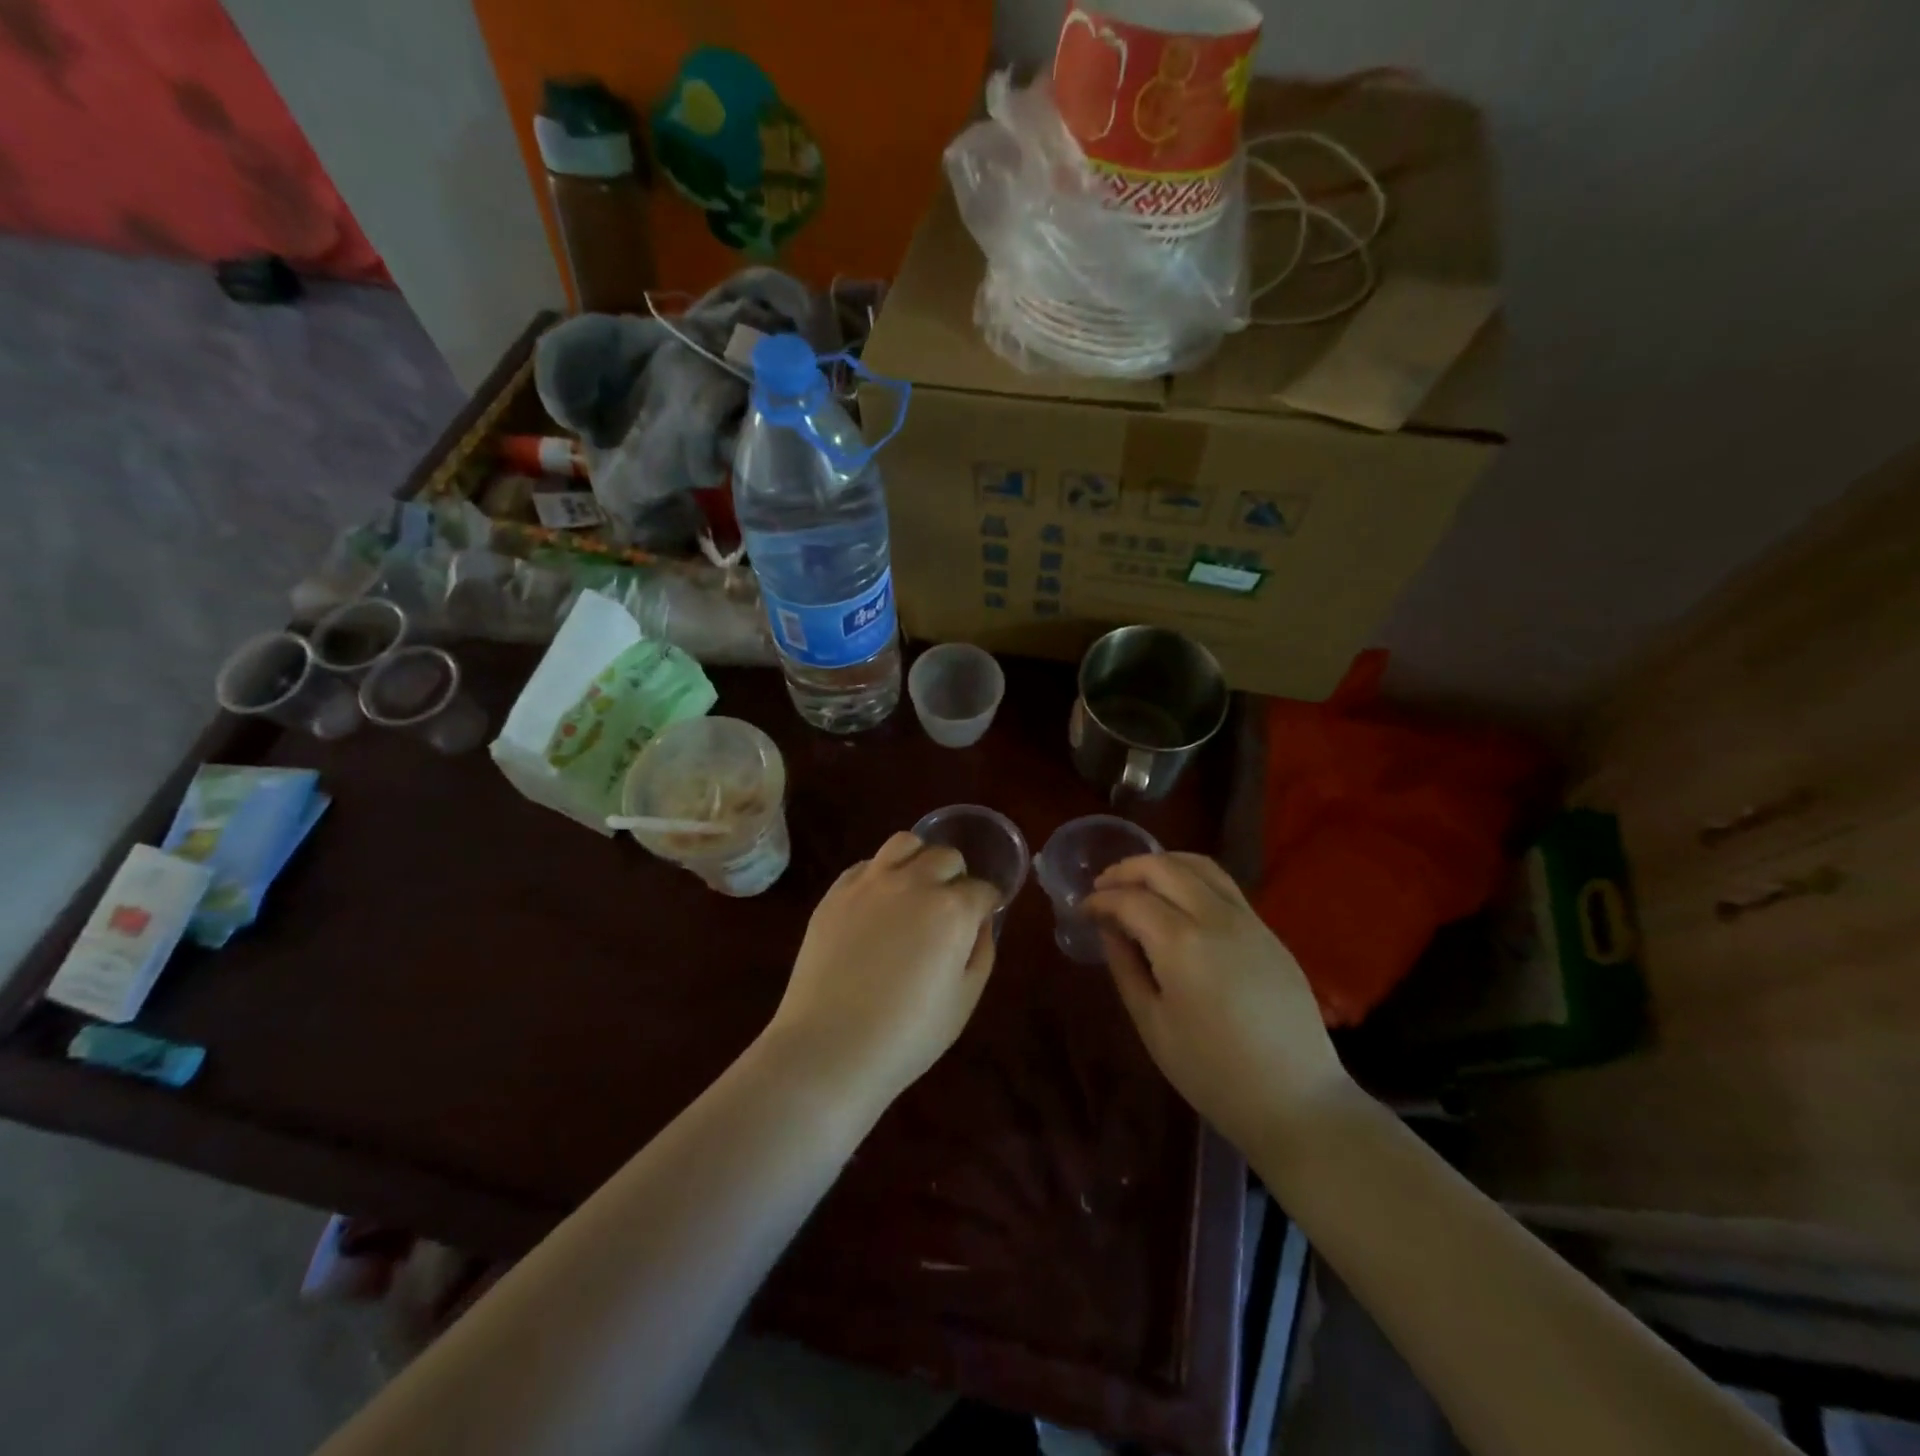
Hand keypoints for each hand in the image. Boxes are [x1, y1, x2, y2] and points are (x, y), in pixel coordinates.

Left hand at [762, 832, 999, 1113]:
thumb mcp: (964, 1000)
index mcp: (952, 909)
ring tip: (915, 888)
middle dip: (956, 878)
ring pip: (905, 842)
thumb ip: (981, 951)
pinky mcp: (836, 892)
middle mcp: (914, 882)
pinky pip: (867, 864)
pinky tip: (878, 903)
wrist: (830, 1047)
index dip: (987, 904)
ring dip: (919, 859)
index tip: (983, 918)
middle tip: (949, 908)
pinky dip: (881, 874)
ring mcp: (871, 882)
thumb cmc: (907, 1035)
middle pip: (946, 857)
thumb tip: (980, 922)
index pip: (983, 889)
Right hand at [1081, 853, 1351, 1151]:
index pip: (1130, 900)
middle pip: (1164, 867)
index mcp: (1181, 943)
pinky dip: (1191, 878)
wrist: (1296, 1101)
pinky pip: (1224, 886)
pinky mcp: (1269, 931)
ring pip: (1200, 865)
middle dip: (1126, 870)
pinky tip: (1178, 901)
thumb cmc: (1212, 1072)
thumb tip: (1109, 929)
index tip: (1082, 910)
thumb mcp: (1152, 1024)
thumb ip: (1126, 967)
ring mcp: (1249, 920)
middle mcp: (1216, 917)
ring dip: (1162, 864)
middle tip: (1103, 887)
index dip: (1100, 900)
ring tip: (1138, 882)